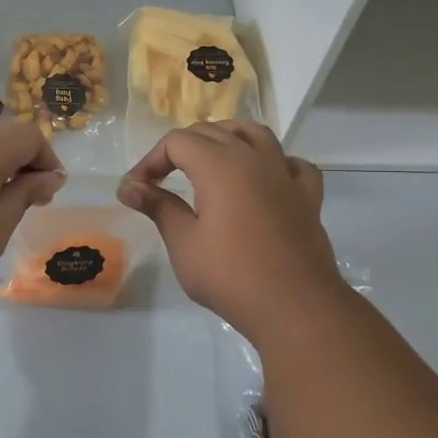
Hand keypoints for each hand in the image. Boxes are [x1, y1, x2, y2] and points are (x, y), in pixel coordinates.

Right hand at [117, 121, 340, 340]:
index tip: (137, 188)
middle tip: (162, 179)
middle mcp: (254, 158)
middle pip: (213, 132)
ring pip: (255, 135)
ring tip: (211, 160)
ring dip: (227, 139)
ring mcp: (285, 174)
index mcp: (220, 165)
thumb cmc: (230, 275)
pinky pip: (292, 164)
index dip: (151, 160)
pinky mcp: (308, 196)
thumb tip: (129, 187)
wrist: (293, 306)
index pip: (178, 142)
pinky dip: (275, 163)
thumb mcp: (183, 243)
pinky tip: (265, 179)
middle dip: (181, 148)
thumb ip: (158, 207)